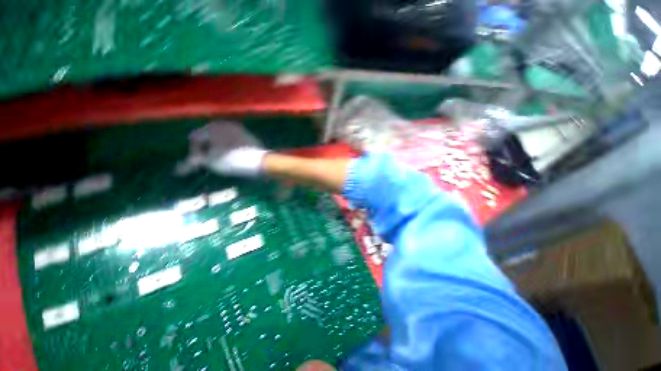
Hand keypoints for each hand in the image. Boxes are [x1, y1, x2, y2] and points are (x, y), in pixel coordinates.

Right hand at [180, 121, 267, 176]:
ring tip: (222, 161)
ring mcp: (239, 129)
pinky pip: (233, 141)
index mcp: (213, 126)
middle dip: (207, 149)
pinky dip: (229, 148)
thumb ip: (193, 162)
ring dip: (218, 149)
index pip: (195, 138)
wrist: (261, 162)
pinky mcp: (249, 136)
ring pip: (222, 139)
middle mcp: (226, 124)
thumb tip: (177, 170)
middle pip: (208, 137)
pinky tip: (233, 157)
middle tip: (210, 162)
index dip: (194, 152)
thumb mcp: (210, 162)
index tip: (200, 164)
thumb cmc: (232, 160)